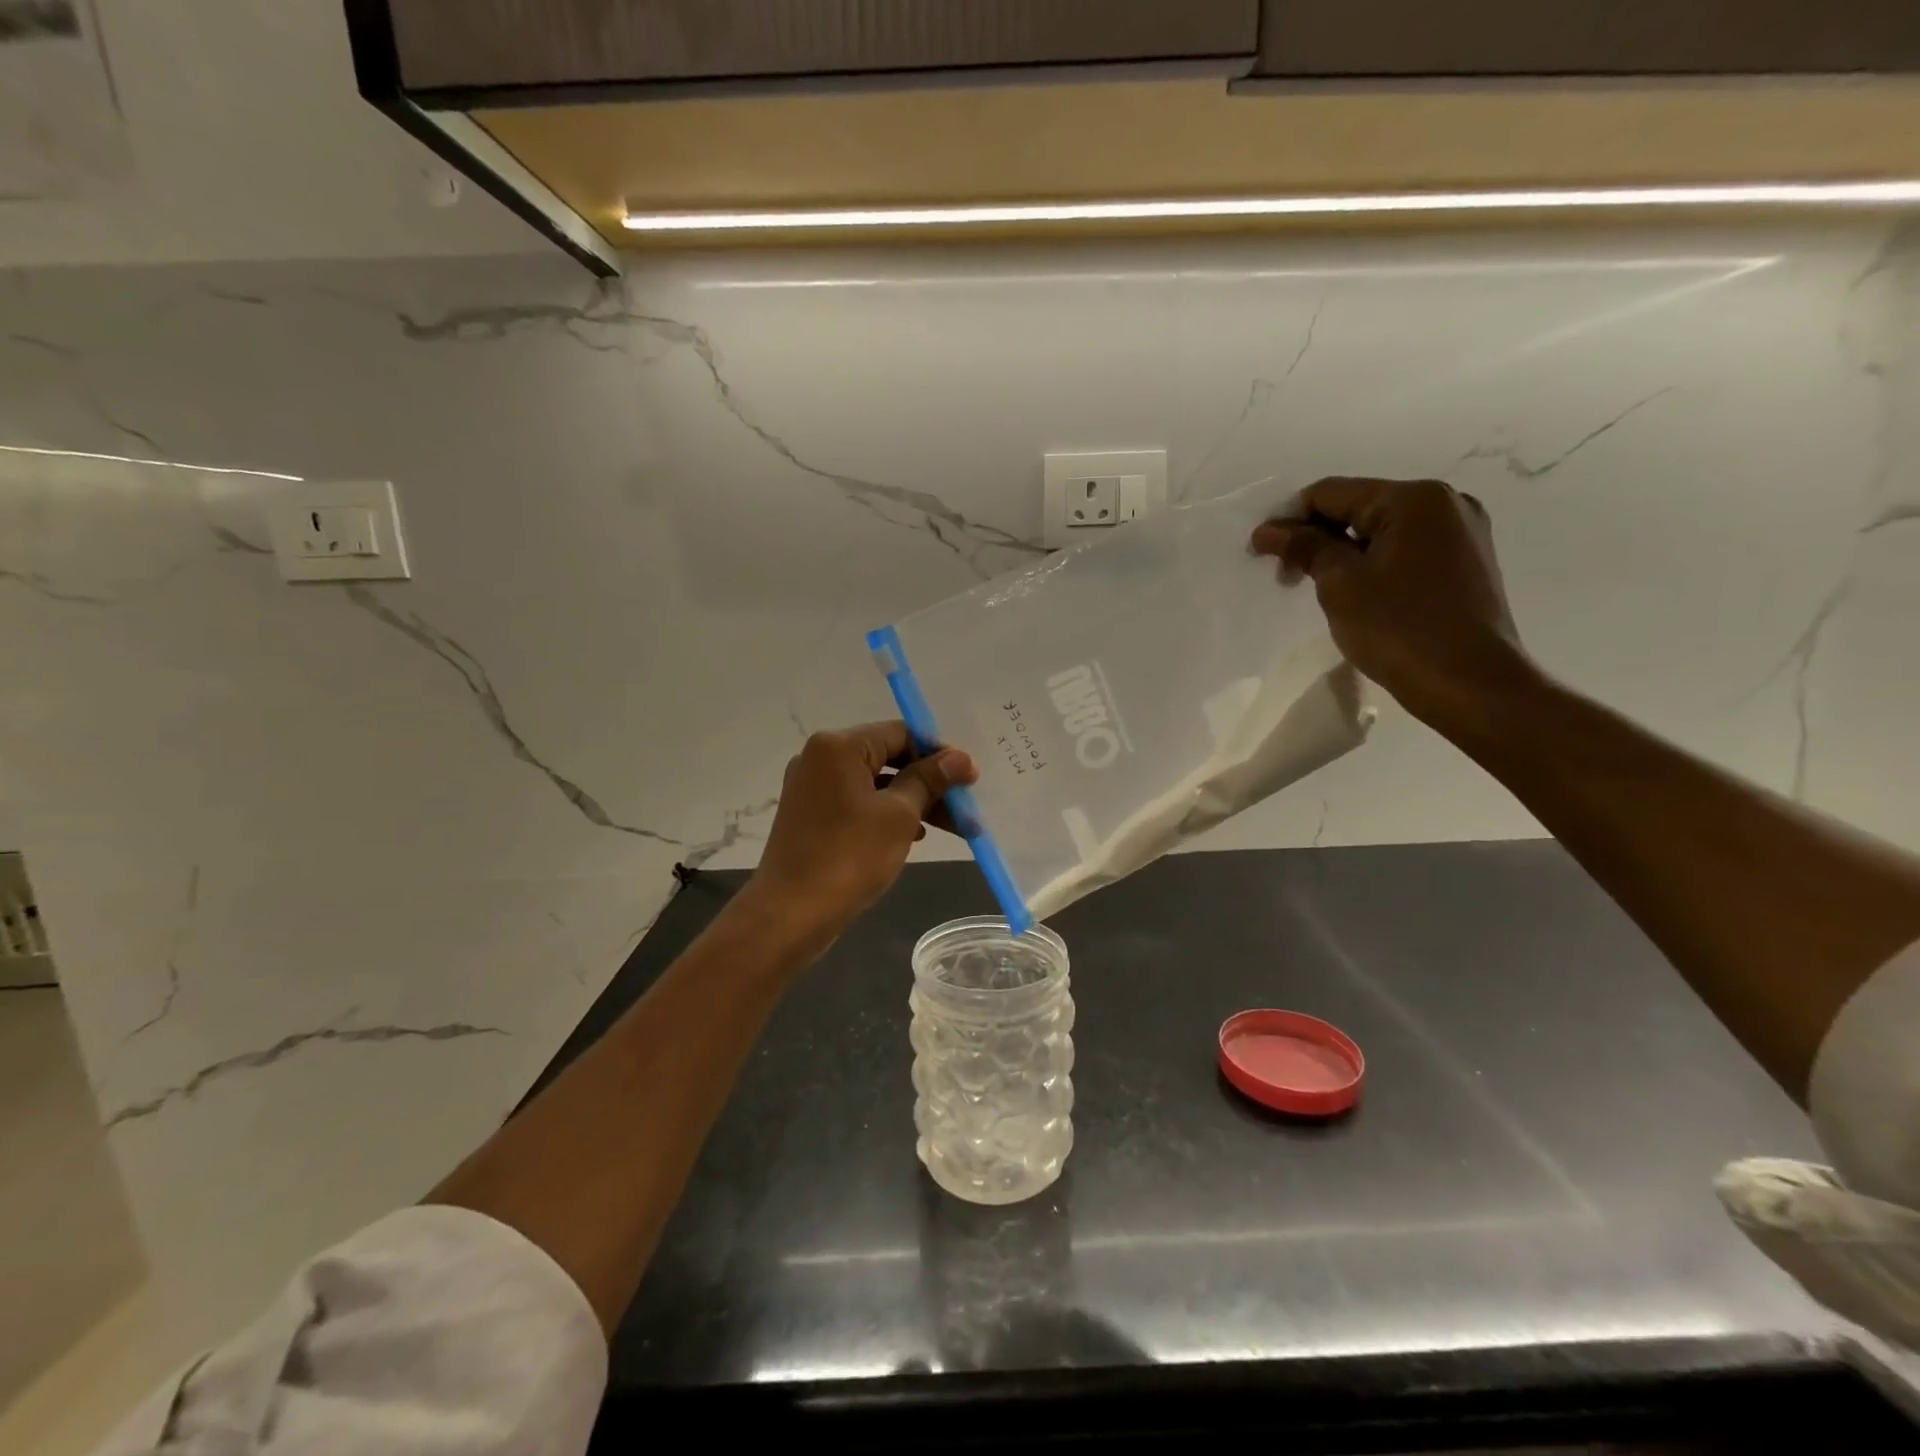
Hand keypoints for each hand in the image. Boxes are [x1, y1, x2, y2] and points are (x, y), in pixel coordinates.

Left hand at [742, 721, 976, 943]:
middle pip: (888, 758)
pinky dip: (887, 814)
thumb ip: (930, 780)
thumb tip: (960, 758)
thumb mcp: (900, 815)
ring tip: (952, 828)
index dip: (938, 753)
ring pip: (876, 784)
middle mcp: (820, 758)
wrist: (791, 914)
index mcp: (838, 746)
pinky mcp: (811, 815)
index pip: (900, 734)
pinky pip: (858, 803)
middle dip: (930, 783)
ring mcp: (812, 788)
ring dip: (914, 801)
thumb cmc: (849, 856)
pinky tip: (914, 835)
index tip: (969, 778)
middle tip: (966, 806)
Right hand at [1250, 477, 1533, 731]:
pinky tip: (1358, 595)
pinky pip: (1405, 550)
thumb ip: (1304, 547)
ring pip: (1381, 531)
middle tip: (1285, 577)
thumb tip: (1267, 530)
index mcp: (1413, 498)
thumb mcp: (1340, 583)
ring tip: (1319, 590)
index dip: (1289, 519)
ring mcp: (1462, 532)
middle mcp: (1445, 503)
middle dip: (1316, 537)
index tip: (1260, 553)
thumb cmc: (1399, 627)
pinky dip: (1373, 564)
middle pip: (1358, 507)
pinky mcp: (1466, 563)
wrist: (1470, 683)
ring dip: (1343, 553)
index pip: (1331, 493)